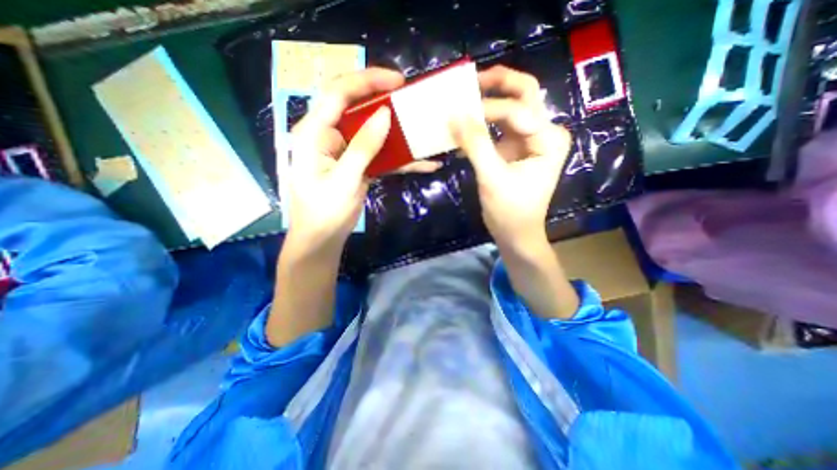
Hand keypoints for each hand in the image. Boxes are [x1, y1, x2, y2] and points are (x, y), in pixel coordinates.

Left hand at [286, 66, 403, 253]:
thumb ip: (363, 147)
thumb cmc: (325, 213)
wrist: (322, 239)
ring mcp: (344, 151)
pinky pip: (378, 154)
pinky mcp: (357, 165)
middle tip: (409, 96)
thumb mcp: (344, 180)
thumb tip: (384, 115)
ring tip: (418, 124)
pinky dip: (399, 158)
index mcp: (314, 133)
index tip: (397, 80)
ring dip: (394, 128)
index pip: (337, 93)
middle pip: (354, 106)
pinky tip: (421, 163)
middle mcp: (328, 135)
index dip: (366, 80)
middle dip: (381, 98)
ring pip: (369, 130)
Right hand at [452, 66, 575, 252]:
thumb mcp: (492, 178)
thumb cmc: (510, 211)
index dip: (488, 109)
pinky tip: (465, 129)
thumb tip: (455, 115)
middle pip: (524, 95)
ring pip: (510, 109)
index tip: (459, 114)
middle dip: (498, 84)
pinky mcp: (515, 149)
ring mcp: (529, 140)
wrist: (516, 233)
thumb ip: (475, 145)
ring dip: (487, 104)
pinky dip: (482, 126)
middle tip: (469, 81)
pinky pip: (499, 128)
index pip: (518, 110)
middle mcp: (544, 133)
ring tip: (464, 100)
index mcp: (549, 139)